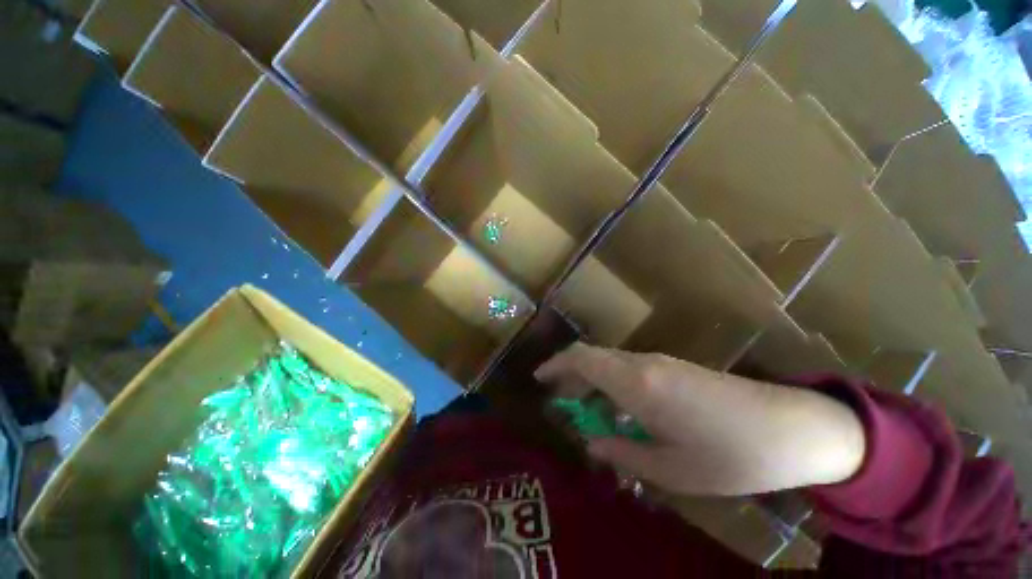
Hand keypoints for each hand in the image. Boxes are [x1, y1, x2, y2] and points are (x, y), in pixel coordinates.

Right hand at [534, 343, 865, 495]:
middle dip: (571, 376)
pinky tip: (620, 410)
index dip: (556, 364)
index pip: (582, 358)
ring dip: (591, 381)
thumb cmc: (730, 455)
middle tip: (561, 402)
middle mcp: (643, 364)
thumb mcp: (671, 469)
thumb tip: (591, 442)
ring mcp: (660, 362)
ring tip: (586, 410)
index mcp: (637, 383)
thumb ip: (623, 453)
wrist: (791, 428)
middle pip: (593, 357)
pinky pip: (628, 368)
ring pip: (610, 362)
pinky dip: (611, 383)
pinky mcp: (673, 367)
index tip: (540, 379)